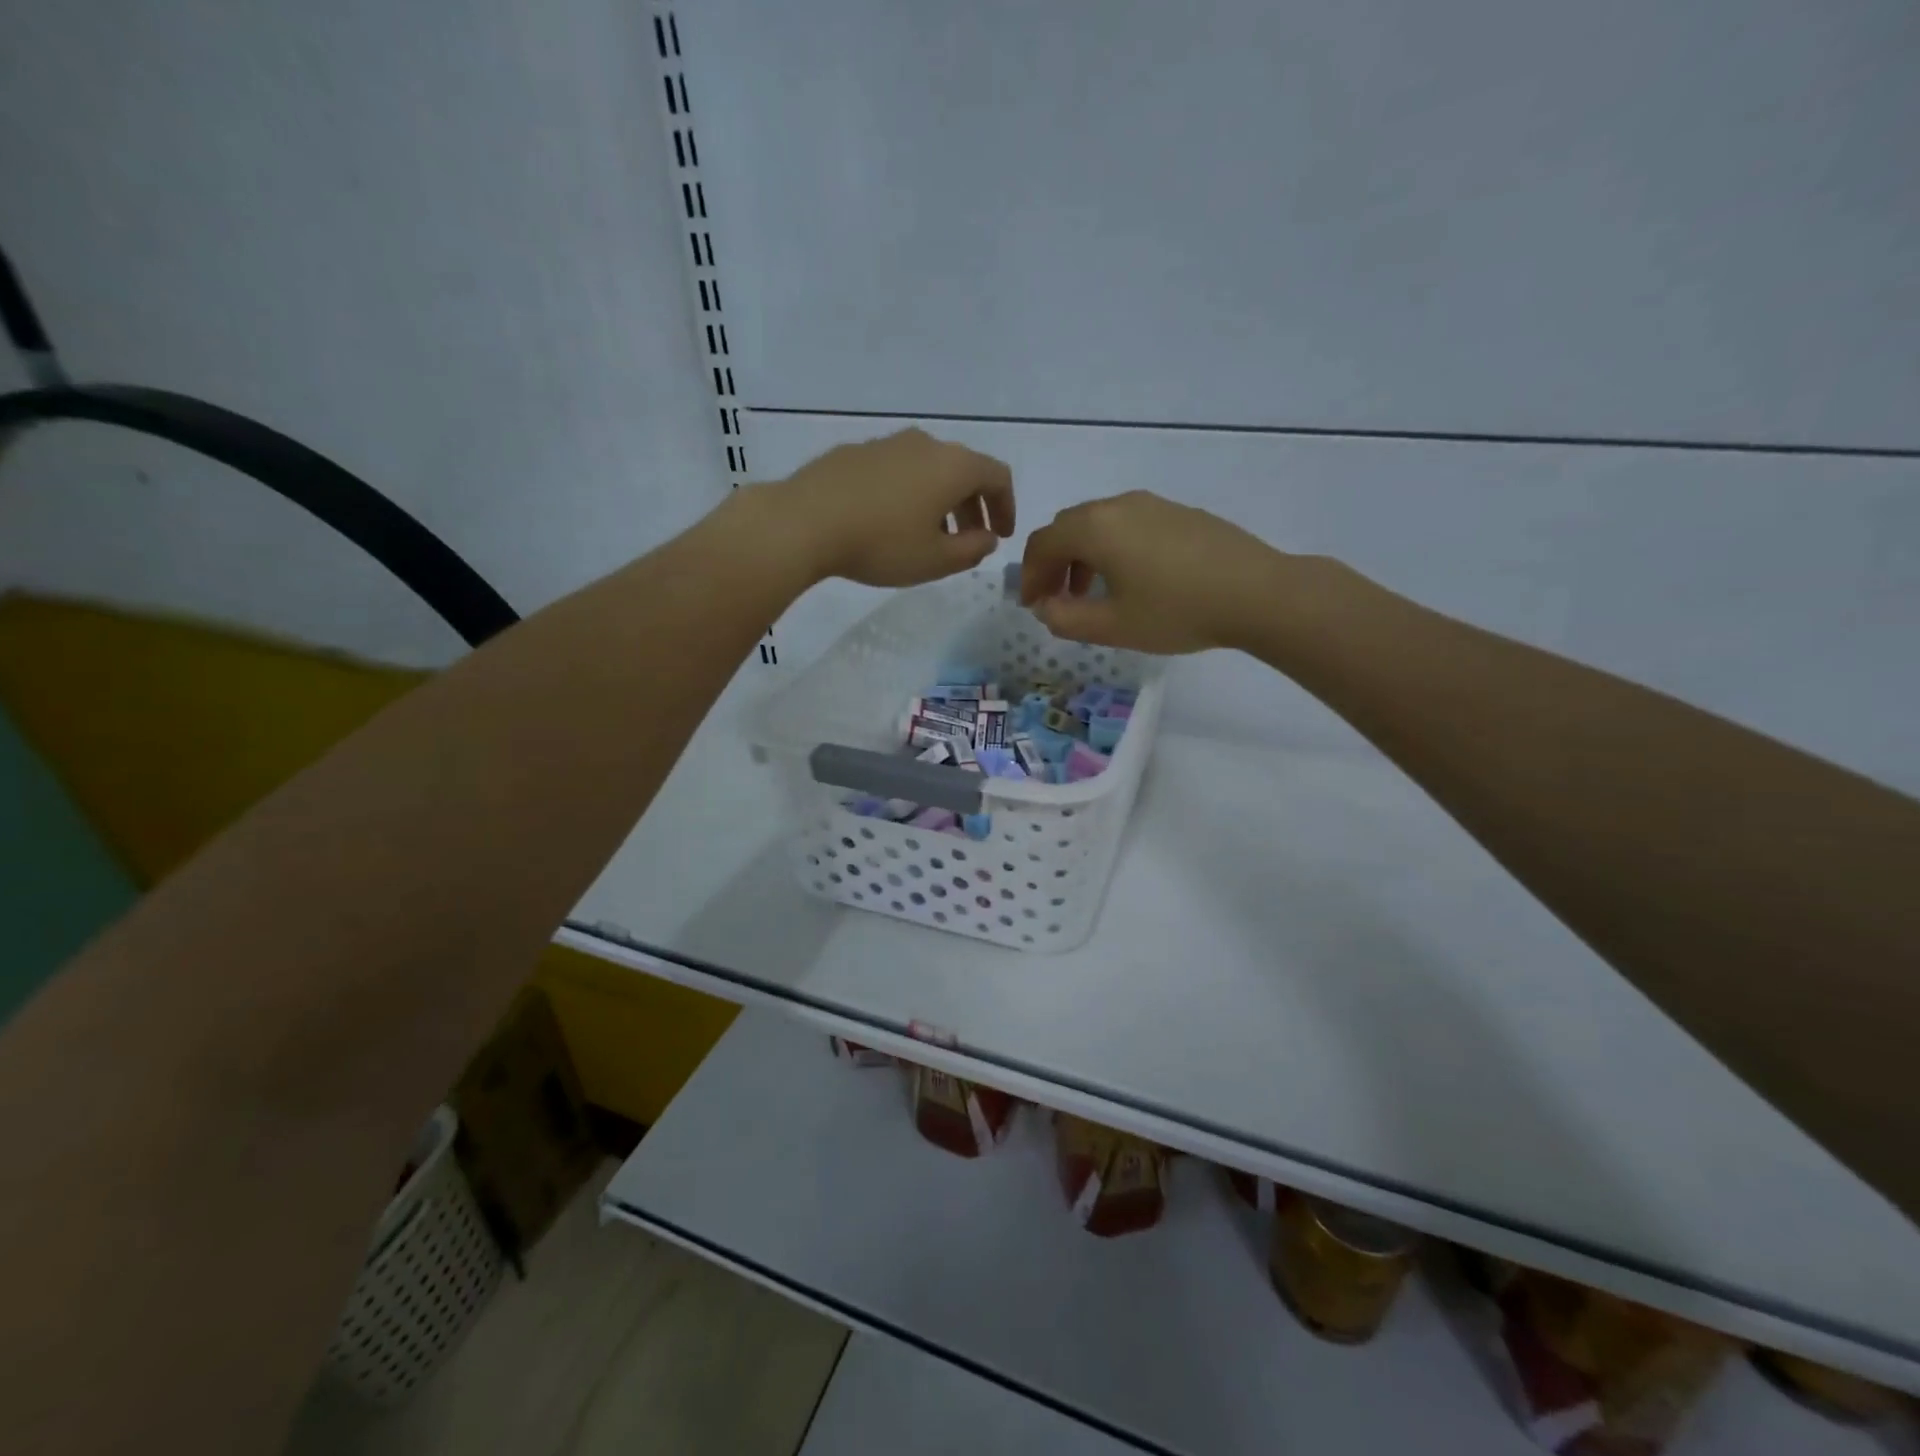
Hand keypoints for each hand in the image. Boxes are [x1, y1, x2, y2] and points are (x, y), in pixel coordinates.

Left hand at [758, 429, 1014, 587]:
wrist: (804, 521)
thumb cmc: (881, 543)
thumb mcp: (936, 560)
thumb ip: (972, 550)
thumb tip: (987, 538)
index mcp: (953, 465)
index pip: (997, 476)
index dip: (1006, 506)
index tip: (1001, 536)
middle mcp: (924, 444)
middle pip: (962, 470)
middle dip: (972, 506)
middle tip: (968, 541)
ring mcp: (886, 444)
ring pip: (927, 469)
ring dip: (939, 500)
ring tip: (929, 535)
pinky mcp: (854, 452)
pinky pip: (896, 471)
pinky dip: (907, 493)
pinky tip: (889, 522)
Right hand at [1019, 491, 1284, 653]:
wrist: (1256, 592)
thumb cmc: (1176, 612)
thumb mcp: (1113, 626)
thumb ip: (1066, 619)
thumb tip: (1046, 608)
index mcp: (1094, 528)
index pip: (1042, 544)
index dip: (1029, 576)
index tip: (1033, 606)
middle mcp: (1118, 505)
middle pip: (1068, 528)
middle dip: (1054, 564)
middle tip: (1058, 600)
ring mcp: (1151, 504)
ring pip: (1099, 525)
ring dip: (1083, 557)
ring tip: (1093, 594)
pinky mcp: (1178, 512)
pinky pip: (1128, 524)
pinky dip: (1113, 549)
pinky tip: (1133, 580)